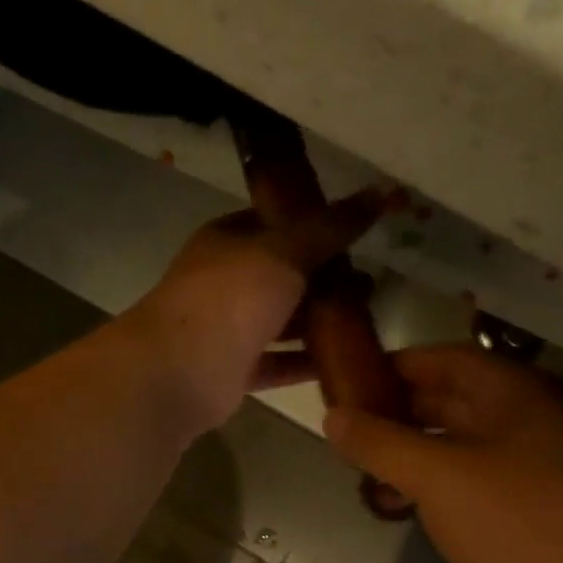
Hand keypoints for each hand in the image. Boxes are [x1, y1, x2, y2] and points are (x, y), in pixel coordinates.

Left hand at [125, 187, 396, 433]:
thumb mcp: (285, 251)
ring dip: (319, 320)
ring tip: (370, 314)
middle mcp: (223, 283)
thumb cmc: (228, 297)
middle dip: (323, 276)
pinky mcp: (234, 371)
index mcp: (225, 242)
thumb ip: (331, 227)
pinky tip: (349, 359)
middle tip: (374, 277)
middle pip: (280, 275)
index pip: (272, 223)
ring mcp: (227, 329)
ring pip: (280, 321)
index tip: (358, 230)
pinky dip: (307, 362)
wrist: (180, 370)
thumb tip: (383, 191)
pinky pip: (279, 363)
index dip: (312, 223)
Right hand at [323, 345, 562, 562]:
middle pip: (452, 401)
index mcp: (515, 398)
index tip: (349, 382)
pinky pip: (471, 485)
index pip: (448, 359)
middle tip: (348, 433)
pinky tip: (404, 509)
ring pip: (459, 447)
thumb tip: (332, 416)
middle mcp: (529, 425)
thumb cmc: (518, 523)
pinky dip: (433, 489)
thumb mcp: (436, 476)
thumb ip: (380, 443)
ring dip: (411, 455)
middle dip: (397, 414)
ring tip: (366, 476)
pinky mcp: (531, 515)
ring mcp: (535, 472)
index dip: (397, 365)